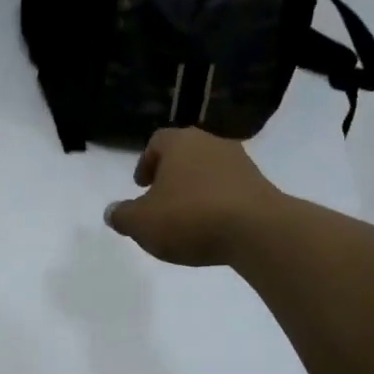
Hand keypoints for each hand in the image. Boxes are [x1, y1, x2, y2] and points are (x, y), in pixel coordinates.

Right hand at [104, 127, 280, 266]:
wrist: (259, 231)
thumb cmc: (190, 217)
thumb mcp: (141, 223)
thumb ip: (122, 216)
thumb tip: (112, 212)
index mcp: (180, 143)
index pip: (157, 142)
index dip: (146, 163)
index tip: (141, 186)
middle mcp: (212, 144)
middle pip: (185, 155)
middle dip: (171, 176)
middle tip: (161, 201)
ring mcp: (242, 163)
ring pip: (209, 172)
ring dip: (196, 190)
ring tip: (187, 219)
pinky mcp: (262, 187)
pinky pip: (230, 191)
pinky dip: (218, 204)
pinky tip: (213, 228)